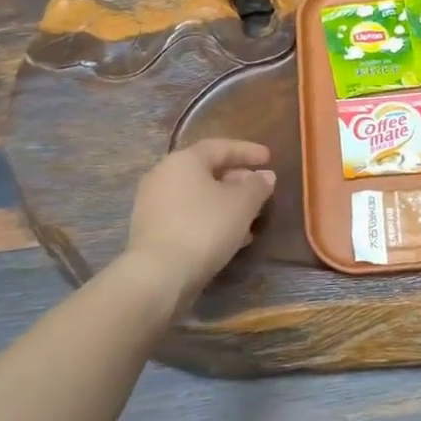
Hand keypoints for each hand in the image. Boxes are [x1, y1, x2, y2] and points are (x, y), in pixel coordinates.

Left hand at [126, 139, 276, 307]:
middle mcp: (163, 175)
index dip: (247, 151)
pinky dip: (210, 219)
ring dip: (225, 203)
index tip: (269, 158)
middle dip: (237, 180)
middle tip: (260, 189)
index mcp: (184, 160)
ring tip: (250, 217)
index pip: (220, 147)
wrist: (159, 273)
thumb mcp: (242, 204)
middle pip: (206, 171)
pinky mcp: (151, 229)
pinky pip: (188, 215)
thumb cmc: (205, 227)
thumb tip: (265, 176)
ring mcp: (153, 203)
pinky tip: (230, 236)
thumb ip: (257, 186)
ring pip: (198, 196)